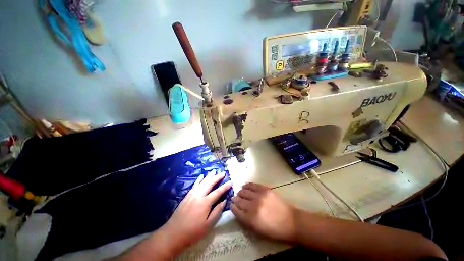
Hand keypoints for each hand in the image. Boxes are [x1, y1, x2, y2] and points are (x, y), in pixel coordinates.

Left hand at [159, 172, 231, 255]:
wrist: (173, 234)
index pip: (218, 192)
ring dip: (209, 176)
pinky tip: (201, 176)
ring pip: (202, 182)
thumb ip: (217, 212)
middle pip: (210, 183)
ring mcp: (192, 194)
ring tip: (214, 171)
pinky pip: (195, 185)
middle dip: (217, 177)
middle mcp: (199, 195)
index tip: (231, 181)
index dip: (225, 186)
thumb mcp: (208, 225)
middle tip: (223, 173)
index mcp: (205, 202)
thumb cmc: (193, 232)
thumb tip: (224, 201)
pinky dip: (199, 179)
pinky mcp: (187, 196)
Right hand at [231, 183, 297, 241]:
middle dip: (235, 199)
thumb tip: (239, 211)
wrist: (291, 221)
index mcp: (251, 219)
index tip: (231, 205)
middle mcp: (253, 206)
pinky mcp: (264, 189)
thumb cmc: (274, 230)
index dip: (232, 207)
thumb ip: (246, 220)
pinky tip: (244, 186)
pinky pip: (252, 185)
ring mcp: (259, 196)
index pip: (236, 211)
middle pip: (239, 200)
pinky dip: (246, 185)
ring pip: (244, 191)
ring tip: (240, 193)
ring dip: (240, 192)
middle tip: (234, 199)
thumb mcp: (258, 230)